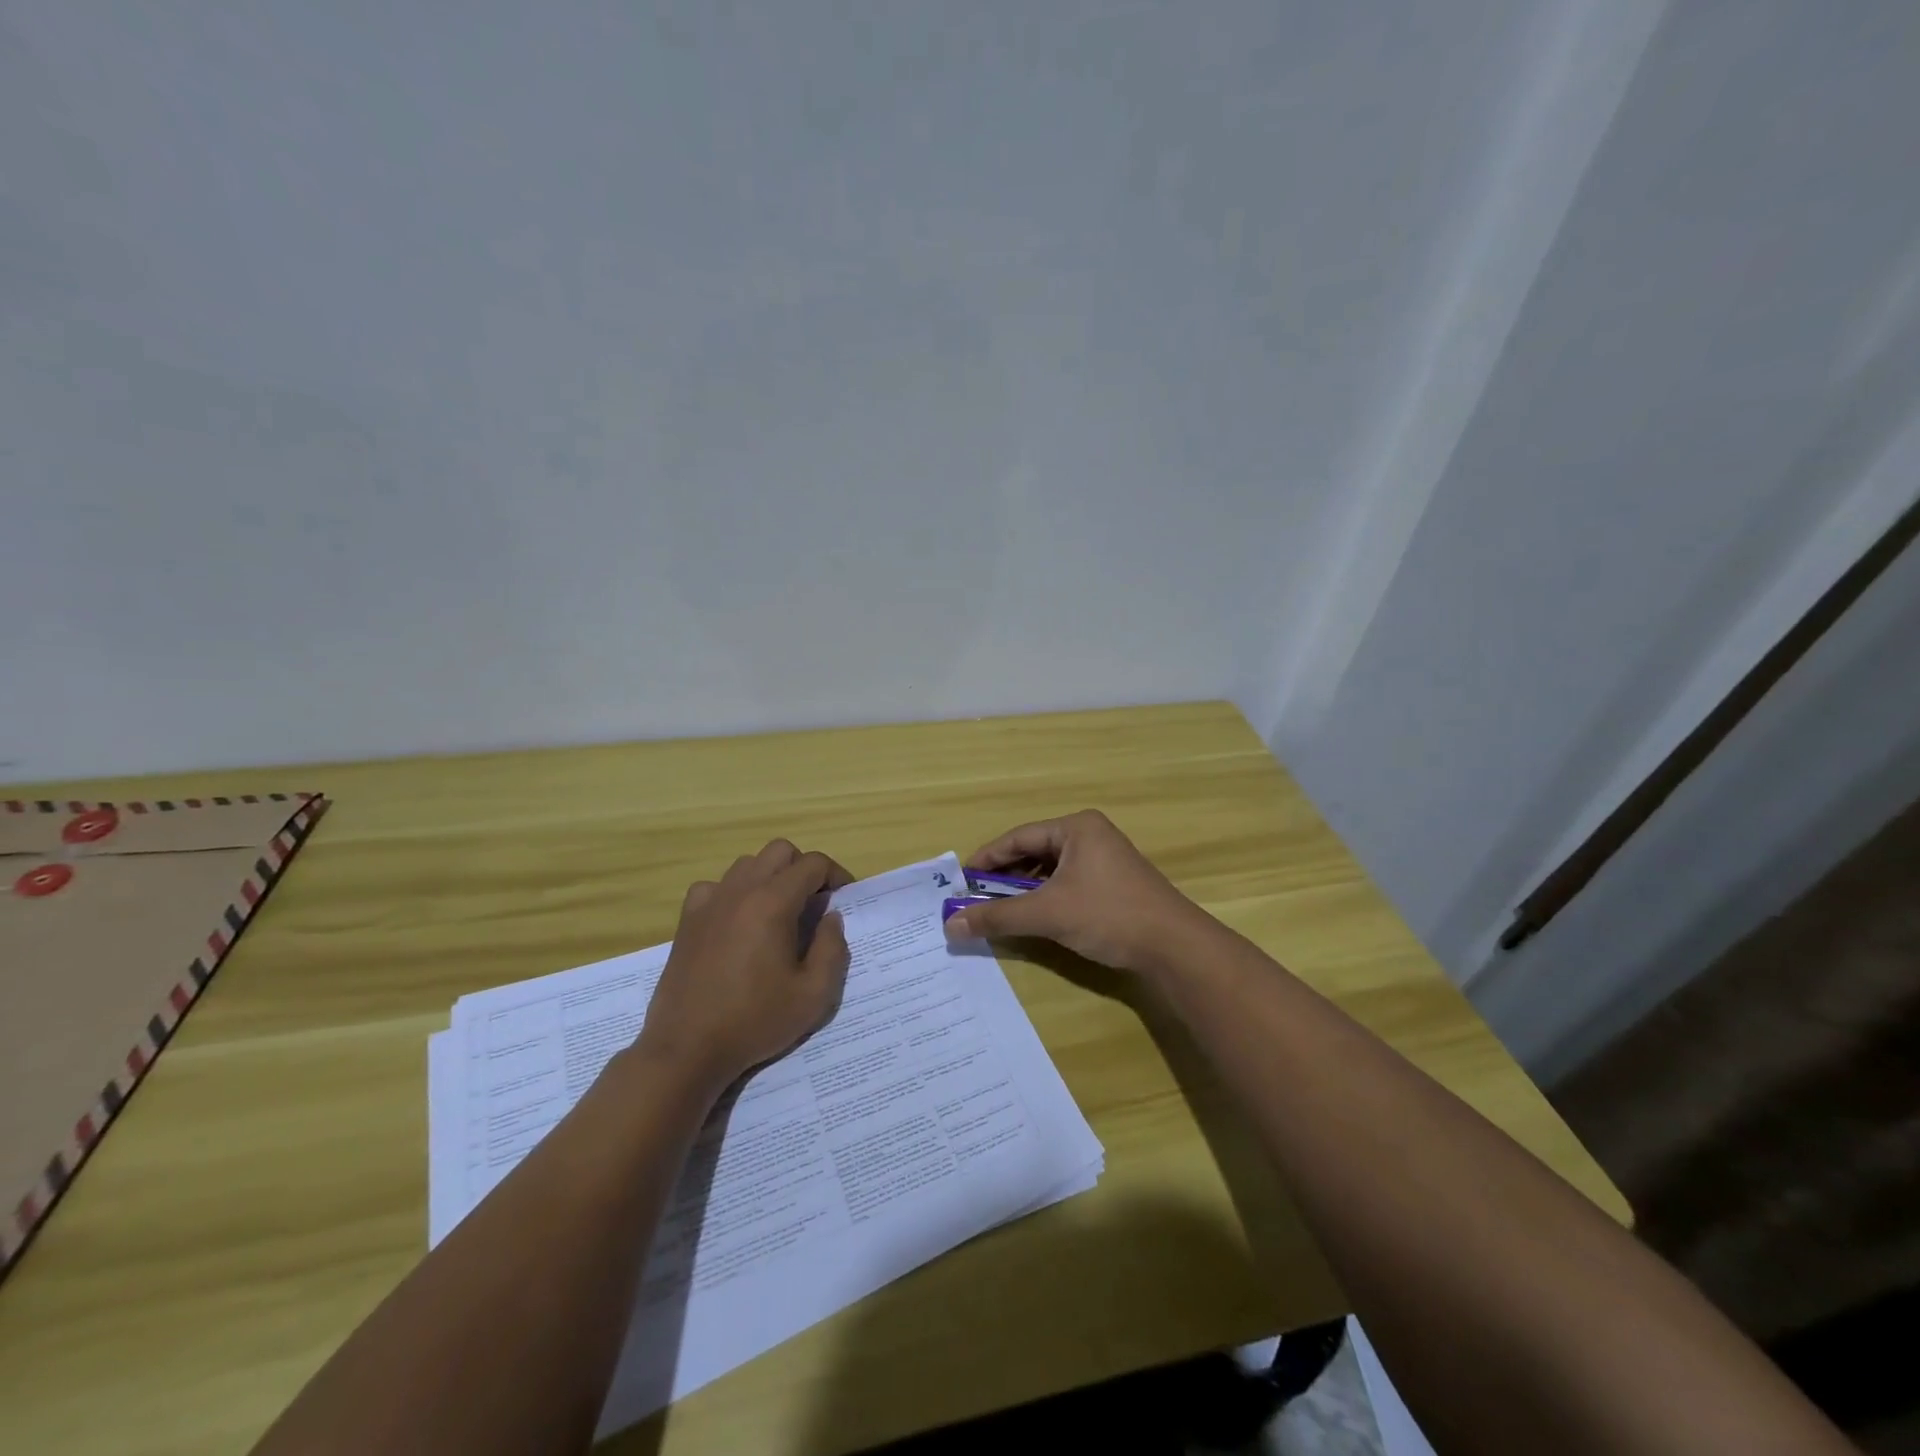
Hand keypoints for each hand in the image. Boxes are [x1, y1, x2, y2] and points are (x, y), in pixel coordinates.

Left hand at [634, 840, 853, 1097]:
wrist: (687, 1049)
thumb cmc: (754, 1021)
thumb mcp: (813, 995)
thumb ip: (832, 949)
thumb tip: (830, 917)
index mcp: (773, 903)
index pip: (813, 864)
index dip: (836, 875)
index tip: (844, 899)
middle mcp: (740, 890)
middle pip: (780, 851)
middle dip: (804, 868)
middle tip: (815, 903)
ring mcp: (709, 902)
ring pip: (748, 864)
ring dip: (770, 876)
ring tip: (779, 912)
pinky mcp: (688, 920)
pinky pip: (716, 886)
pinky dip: (734, 892)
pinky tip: (739, 921)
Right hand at [943, 810, 1208, 975]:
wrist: (1175, 947)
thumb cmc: (1108, 915)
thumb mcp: (1048, 914)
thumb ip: (998, 916)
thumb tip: (951, 925)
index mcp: (1076, 828)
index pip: (1019, 837)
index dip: (986, 858)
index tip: (961, 881)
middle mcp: (1090, 835)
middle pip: (1034, 851)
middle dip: (1004, 876)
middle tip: (975, 898)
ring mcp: (1105, 859)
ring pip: (1051, 870)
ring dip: (1024, 890)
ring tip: (999, 910)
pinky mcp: (1114, 884)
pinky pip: (1068, 883)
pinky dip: (1046, 898)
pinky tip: (1034, 917)